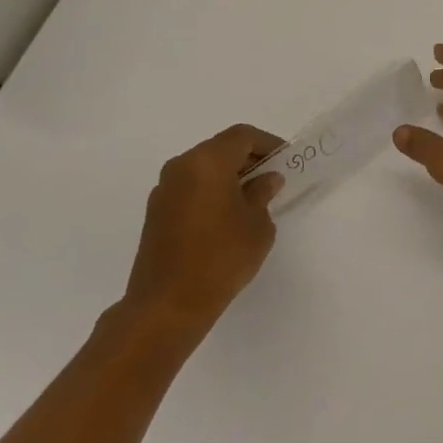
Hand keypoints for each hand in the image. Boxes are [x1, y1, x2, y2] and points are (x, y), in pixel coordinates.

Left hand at [122, 124, 283, 345]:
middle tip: (272, 179)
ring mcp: (164, 190)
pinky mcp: (156, 213)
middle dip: (248, 159)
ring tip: (252, 200)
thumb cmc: (221, 257)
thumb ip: (263, 194)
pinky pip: (190, 188)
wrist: (167, 305)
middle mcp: (181, 167)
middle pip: (220, 149)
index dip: (268, 143)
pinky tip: (227, 217)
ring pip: (203, 168)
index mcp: (207, 162)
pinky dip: (211, 191)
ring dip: (229, 176)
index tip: (286, 160)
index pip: (242, 136)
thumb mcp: (258, 224)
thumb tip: (265, 180)